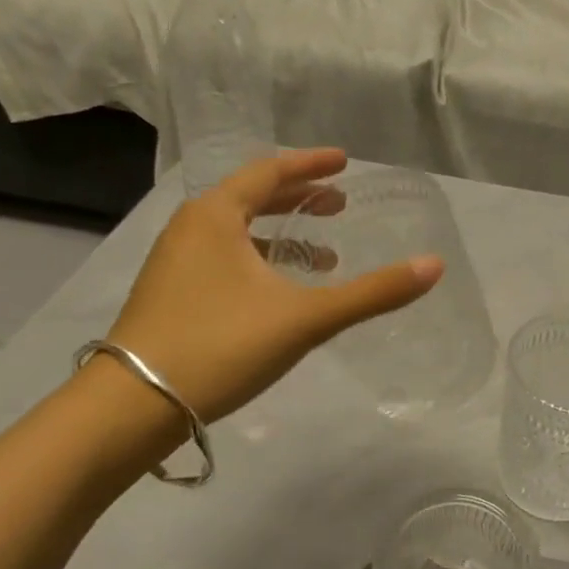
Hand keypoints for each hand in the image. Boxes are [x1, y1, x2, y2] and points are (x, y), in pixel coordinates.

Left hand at [105, 149, 441, 426]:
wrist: (133, 407)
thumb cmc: (220, 345)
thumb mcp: (304, 317)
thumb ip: (372, 292)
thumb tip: (434, 265)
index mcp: (215, 216)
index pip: (269, 172)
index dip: (311, 165)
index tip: (345, 162)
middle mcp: (190, 230)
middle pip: (250, 198)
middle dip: (298, 198)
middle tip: (338, 203)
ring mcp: (174, 264)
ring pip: (236, 233)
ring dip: (280, 234)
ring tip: (321, 254)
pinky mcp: (170, 297)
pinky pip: (224, 260)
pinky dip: (259, 262)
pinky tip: (280, 293)